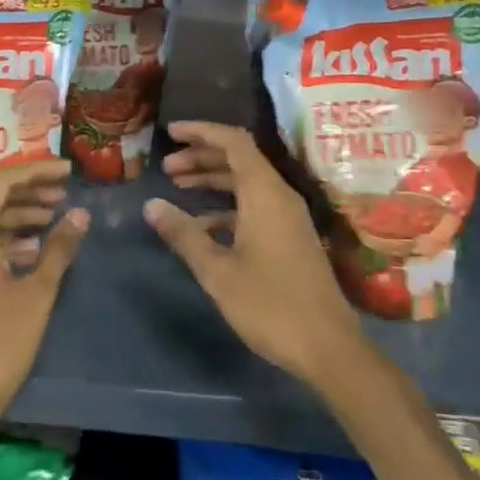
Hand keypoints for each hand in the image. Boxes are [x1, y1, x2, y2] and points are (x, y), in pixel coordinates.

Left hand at [0, 159, 89, 434]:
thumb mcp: (37, 292)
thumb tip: (81, 214)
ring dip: (23, 211)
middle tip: (65, 189)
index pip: (1, 182)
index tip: (68, 171)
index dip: (35, 170)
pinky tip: (40, 246)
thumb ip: (58, 249)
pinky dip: (16, 237)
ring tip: (57, 214)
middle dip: (30, 187)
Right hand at [144, 121, 362, 385]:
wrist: (328, 348)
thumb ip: (184, 235)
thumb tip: (151, 205)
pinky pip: (254, 207)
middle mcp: (280, 197)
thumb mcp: (218, 271)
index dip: (202, 131)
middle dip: (202, 157)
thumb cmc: (270, 305)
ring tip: (178, 189)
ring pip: (247, 184)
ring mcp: (288, 219)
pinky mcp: (291, 239)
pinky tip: (202, 229)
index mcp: (265, 194)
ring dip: (213, 182)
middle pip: (240, 160)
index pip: (234, 142)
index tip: (171, 133)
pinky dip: (226, 208)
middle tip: (167, 168)